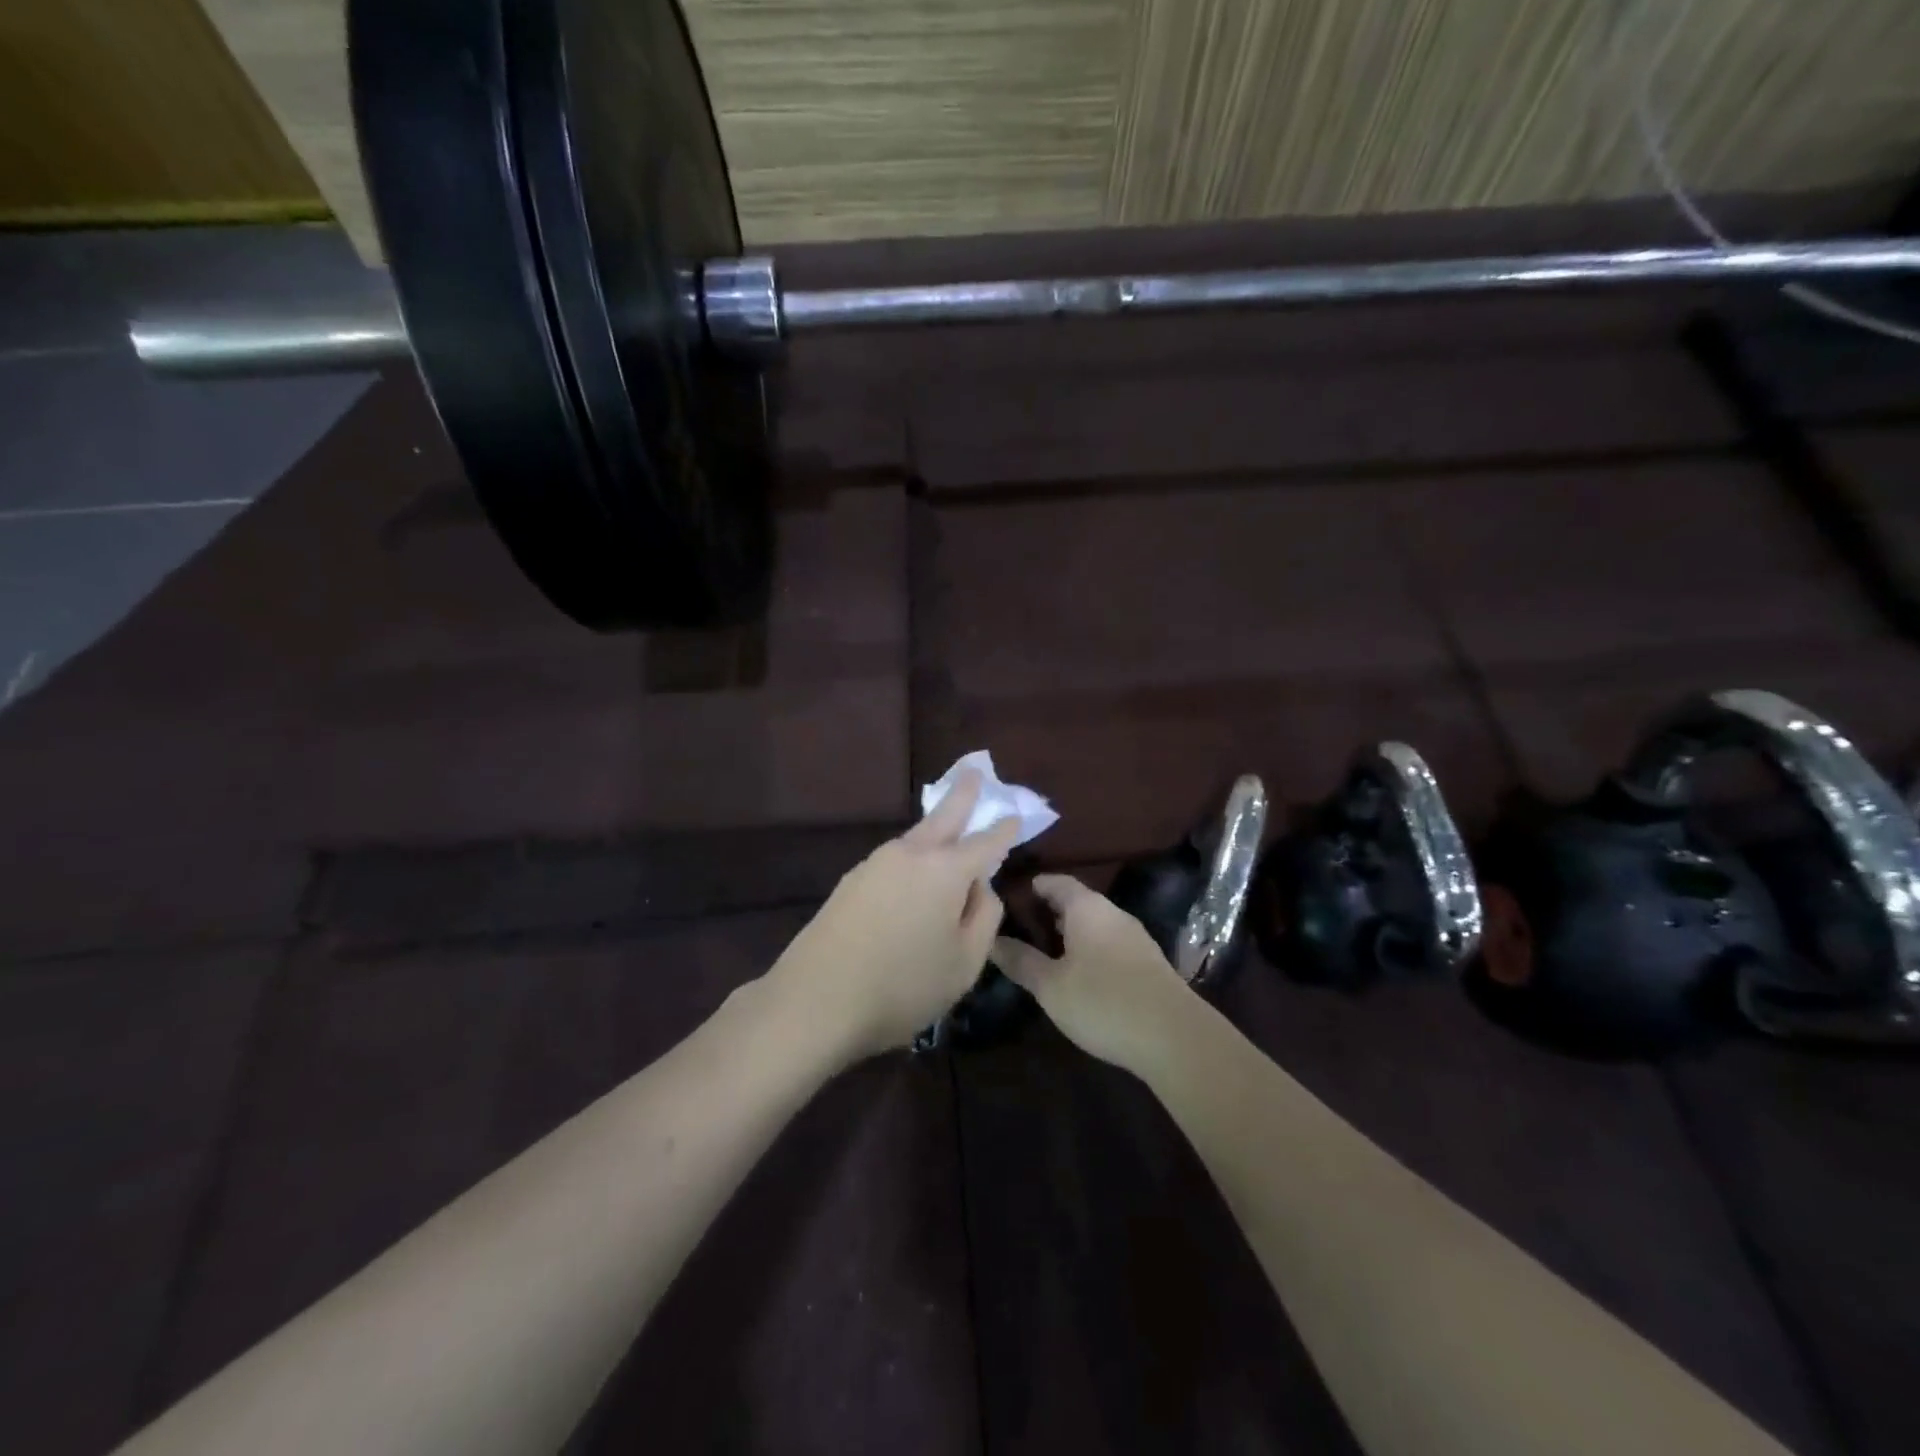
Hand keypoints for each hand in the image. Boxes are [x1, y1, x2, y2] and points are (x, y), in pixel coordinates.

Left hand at [768, 770, 1020, 1062]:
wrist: (814, 1001)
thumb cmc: (902, 986)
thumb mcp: (965, 963)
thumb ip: (985, 917)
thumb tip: (981, 887)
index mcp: (945, 870)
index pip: (986, 841)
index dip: (1004, 828)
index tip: (1016, 816)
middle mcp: (910, 854)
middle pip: (944, 816)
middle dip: (964, 792)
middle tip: (975, 771)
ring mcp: (875, 864)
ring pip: (916, 838)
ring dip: (937, 829)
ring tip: (950, 829)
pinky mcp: (851, 881)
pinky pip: (896, 860)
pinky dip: (914, 858)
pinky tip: (914, 878)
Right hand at [991, 875, 1195, 1074]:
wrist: (1174, 1037)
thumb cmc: (1102, 1001)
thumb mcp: (1050, 985)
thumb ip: (1021, 961)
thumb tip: (992, 940)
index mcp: (1087, 907)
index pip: (1056, 881)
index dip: (1032, 886)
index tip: (1008, 897)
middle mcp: (1113, 914)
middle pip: (1076, 902)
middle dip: (1048, 912)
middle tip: (1018, 928)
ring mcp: (1135, 938)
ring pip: (1094, 925)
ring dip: (1069, 934)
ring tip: (1042, 953)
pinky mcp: (1147, 964)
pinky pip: (1109, 944)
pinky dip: (1088, 950)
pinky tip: (1077, 974)